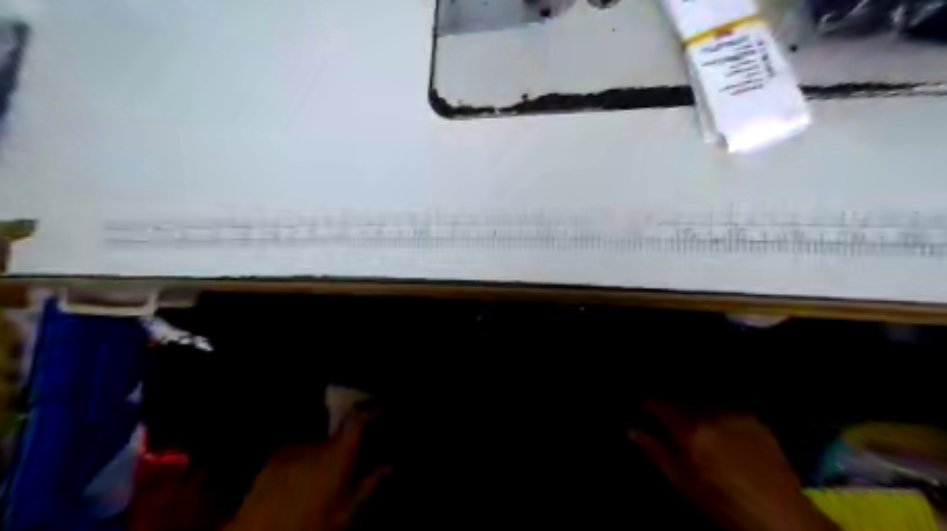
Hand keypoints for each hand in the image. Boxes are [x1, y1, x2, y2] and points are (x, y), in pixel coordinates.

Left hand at [223, 411, 387, 529]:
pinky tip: (296, 490)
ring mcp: (290, 451)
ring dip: (320, 461)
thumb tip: (389, 467)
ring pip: (316, 448)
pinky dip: (302, 466)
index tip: (377, 410)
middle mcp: (314, 445)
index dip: (369, 410)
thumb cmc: (309, 527)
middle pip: (336, 438)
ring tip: (315, 490)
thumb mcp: (346, 515)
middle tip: (343, 476)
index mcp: (336, 455)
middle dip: (342, 452)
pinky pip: (296, 455)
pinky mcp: (272, 460)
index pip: (356, 419)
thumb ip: (369, 486)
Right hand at [631, 400, 838, 530]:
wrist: (783, 518)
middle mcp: (712, 415)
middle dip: (670, 410)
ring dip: (692, 412)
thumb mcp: (683, 484)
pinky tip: (720, 435)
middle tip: (667, 426)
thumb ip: (655, 452)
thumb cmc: (725, 505)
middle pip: (680, 401)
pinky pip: (725, 409)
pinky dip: (715, 417)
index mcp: (692, 432)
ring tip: (695, 433)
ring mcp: (736, 414)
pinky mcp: (755, 419)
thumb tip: (632, 430)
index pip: (659, 404)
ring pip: (702, 404)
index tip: (642, 411)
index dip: (647, 406)